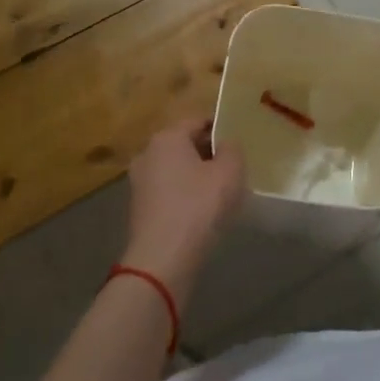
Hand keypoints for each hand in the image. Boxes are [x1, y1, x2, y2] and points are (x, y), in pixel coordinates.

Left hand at [120, 120, 244, 304]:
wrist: (163, 260)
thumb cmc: (199, 207)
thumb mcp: (230, 172)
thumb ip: (232, 149)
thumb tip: (225, 145)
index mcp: (167, 137)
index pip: (199, 120)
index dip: (222, 128)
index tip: (240, 142)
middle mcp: (148, 153)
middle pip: (186, 144)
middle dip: (209, 153)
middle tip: (234, 168)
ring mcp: (139, 181)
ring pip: (177, 169)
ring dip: (197, 176)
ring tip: (222, 192)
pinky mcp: (139, 207)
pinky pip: (169, 190)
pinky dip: (185, 195)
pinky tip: (203, 212)